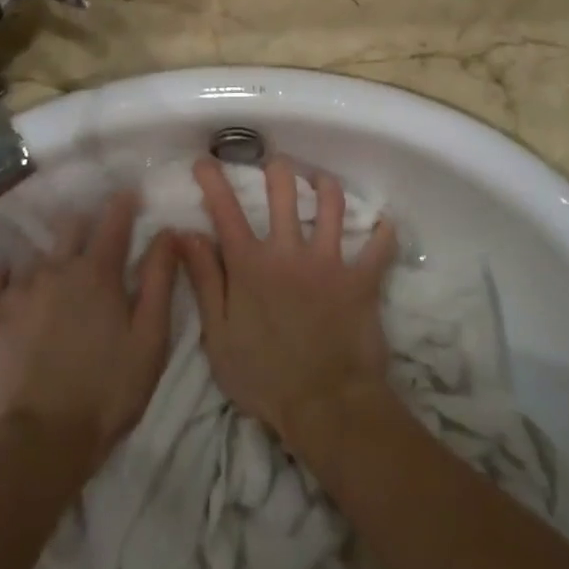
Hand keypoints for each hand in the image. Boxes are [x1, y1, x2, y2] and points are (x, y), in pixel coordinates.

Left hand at [0, 193, 175, 467]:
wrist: (39, 444)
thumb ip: (160, 281)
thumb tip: (168, 233)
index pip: (114, 221)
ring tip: (53, 268)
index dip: (123, 204)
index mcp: (98, 273)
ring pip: (35, 253)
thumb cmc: (107, 392)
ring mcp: (17, 290)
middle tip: (92, 237)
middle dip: (85, 224)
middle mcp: (57, 268)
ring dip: (49, 254)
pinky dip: (3, 274)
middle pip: (71, 226)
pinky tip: (8, 281)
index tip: (129, 193)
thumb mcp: (150, 340)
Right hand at [177, 157, 397, 447]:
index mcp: (250, 264)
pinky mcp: (361, 277)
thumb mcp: (219, 335)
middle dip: (278, 169)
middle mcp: (288, 251)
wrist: (325, 406)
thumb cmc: (263, 377)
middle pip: (283, 190)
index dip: (213, 180)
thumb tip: (186, 235)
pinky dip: (383, 232)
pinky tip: (383, 223)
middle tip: (276, 166)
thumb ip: (205, 281)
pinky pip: (379, 245)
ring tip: (321, 181)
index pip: (225, 210)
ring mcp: (329, 260)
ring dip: (325, 185)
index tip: (205, 161)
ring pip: (331, 203)